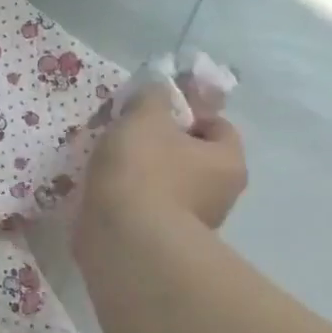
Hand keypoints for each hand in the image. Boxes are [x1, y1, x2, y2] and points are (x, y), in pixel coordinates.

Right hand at [76, 81, 245, 250]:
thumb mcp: (145, 118)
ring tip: (107, 165)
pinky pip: (146, 208)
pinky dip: (129, 199)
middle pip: (192, 156)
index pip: (217, 126)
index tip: (152, 110)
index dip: (187, 112)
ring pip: (168, 184)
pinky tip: (104, 193)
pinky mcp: (161, 242)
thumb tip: (158, 89)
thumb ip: (152, 97)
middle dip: (161, 144)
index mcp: (227, 161)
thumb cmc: (143, 171)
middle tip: (125, 134)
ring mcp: (192, 223)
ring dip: (142, 174)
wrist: (124, 239)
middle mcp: (220, 195)